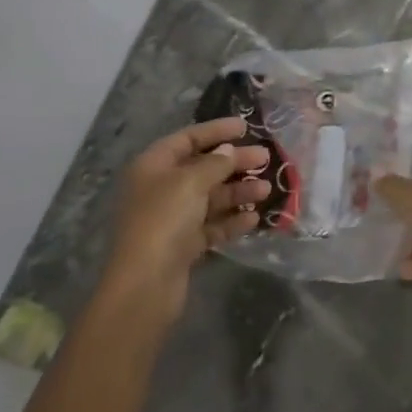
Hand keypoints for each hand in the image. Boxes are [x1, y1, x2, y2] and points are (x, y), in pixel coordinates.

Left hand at [100, 118, 270, 321]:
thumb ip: (215, 163)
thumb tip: (228, 151)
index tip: (245, 127)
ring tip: (266, 191)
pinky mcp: (183, 245)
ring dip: (238, 192)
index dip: (216, 131)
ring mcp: (172, 218)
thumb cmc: (164, 220)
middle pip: (202, 168)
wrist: (145, 284)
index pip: (187, 138)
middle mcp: (161, 188)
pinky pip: (211, 226)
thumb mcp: (191, 182)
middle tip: (265, 158)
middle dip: (234, 163)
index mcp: (153, 166)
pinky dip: (231, 220)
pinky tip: (254, 219)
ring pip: (210, 198)